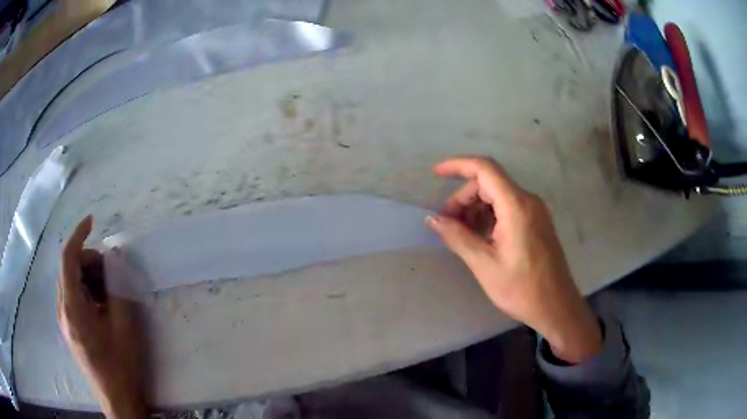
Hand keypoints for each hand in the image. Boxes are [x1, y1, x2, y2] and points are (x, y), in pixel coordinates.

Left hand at [57, 216, 147, 418]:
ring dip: (89, 278)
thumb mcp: (125, 326)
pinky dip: (86, 292)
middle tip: (112, 273)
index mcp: (73, 307)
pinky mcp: (69, 329)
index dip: (79, 235)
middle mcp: (62, 310)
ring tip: (109, 293)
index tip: (92, 222)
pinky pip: (73, 298)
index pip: (68, 258)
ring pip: (71, 283)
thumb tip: (116, 259)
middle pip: (69, 269)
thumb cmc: (121, 365)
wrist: (117, 399)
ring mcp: (64, 321)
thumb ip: (119, 288)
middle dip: (89, 262)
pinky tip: (102, 307)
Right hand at [427, 157, 601, 363]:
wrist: (556, 306)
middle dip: (463, 198)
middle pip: (489, 183)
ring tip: (461, 234)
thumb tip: (432, 219)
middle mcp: (528, 200)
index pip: (484, 169)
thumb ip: (458, 237)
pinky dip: (489, 217)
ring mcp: (535, 211)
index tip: (435, 174)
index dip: (457, 165)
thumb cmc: (521, 288)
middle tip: (447, 223)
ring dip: (475, 208)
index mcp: (516, 205)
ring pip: (498, 196)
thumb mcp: (484, 264)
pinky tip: (480, 238)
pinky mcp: (537, 222)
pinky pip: (508, 208)